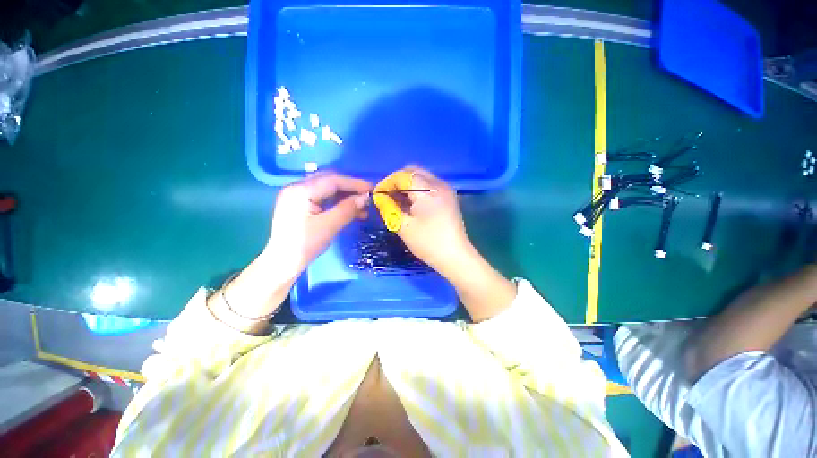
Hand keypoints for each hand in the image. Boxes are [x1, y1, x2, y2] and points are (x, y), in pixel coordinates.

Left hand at [266, 172, 371, 277]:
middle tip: (367, 198)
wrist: (283, 263)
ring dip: (346, 197)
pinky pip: (323, 198)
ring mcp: (298, 196)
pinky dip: (338, 203)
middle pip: (330, 182)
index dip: (354, 183)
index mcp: (301, 191)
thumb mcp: (329, 226)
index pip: (333, 180)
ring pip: (328, 190)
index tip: (372, 189)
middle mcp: (297, 188)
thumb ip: (347, 209)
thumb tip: (366, 197)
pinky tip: (350, 211)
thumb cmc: (304, 245)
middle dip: (351, 189)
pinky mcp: (300, 205)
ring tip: (362, 208)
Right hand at [372, 167, 471, 276]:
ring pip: (421, 177)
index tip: (377, 195)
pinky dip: (417, 190)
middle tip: (387, 196)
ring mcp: (446, 189)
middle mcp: (439, 184)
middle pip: (413, 171)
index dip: (387, 183)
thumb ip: (388, 207)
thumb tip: (379, 197)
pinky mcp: (448, 196)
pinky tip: (411, 204)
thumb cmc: (428, 243)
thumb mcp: (403, 226)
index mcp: (428, 191)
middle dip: (397, 181)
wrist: (455, 257)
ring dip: (407, 185)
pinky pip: (428, 185)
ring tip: (397, 201)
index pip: (403, 176)